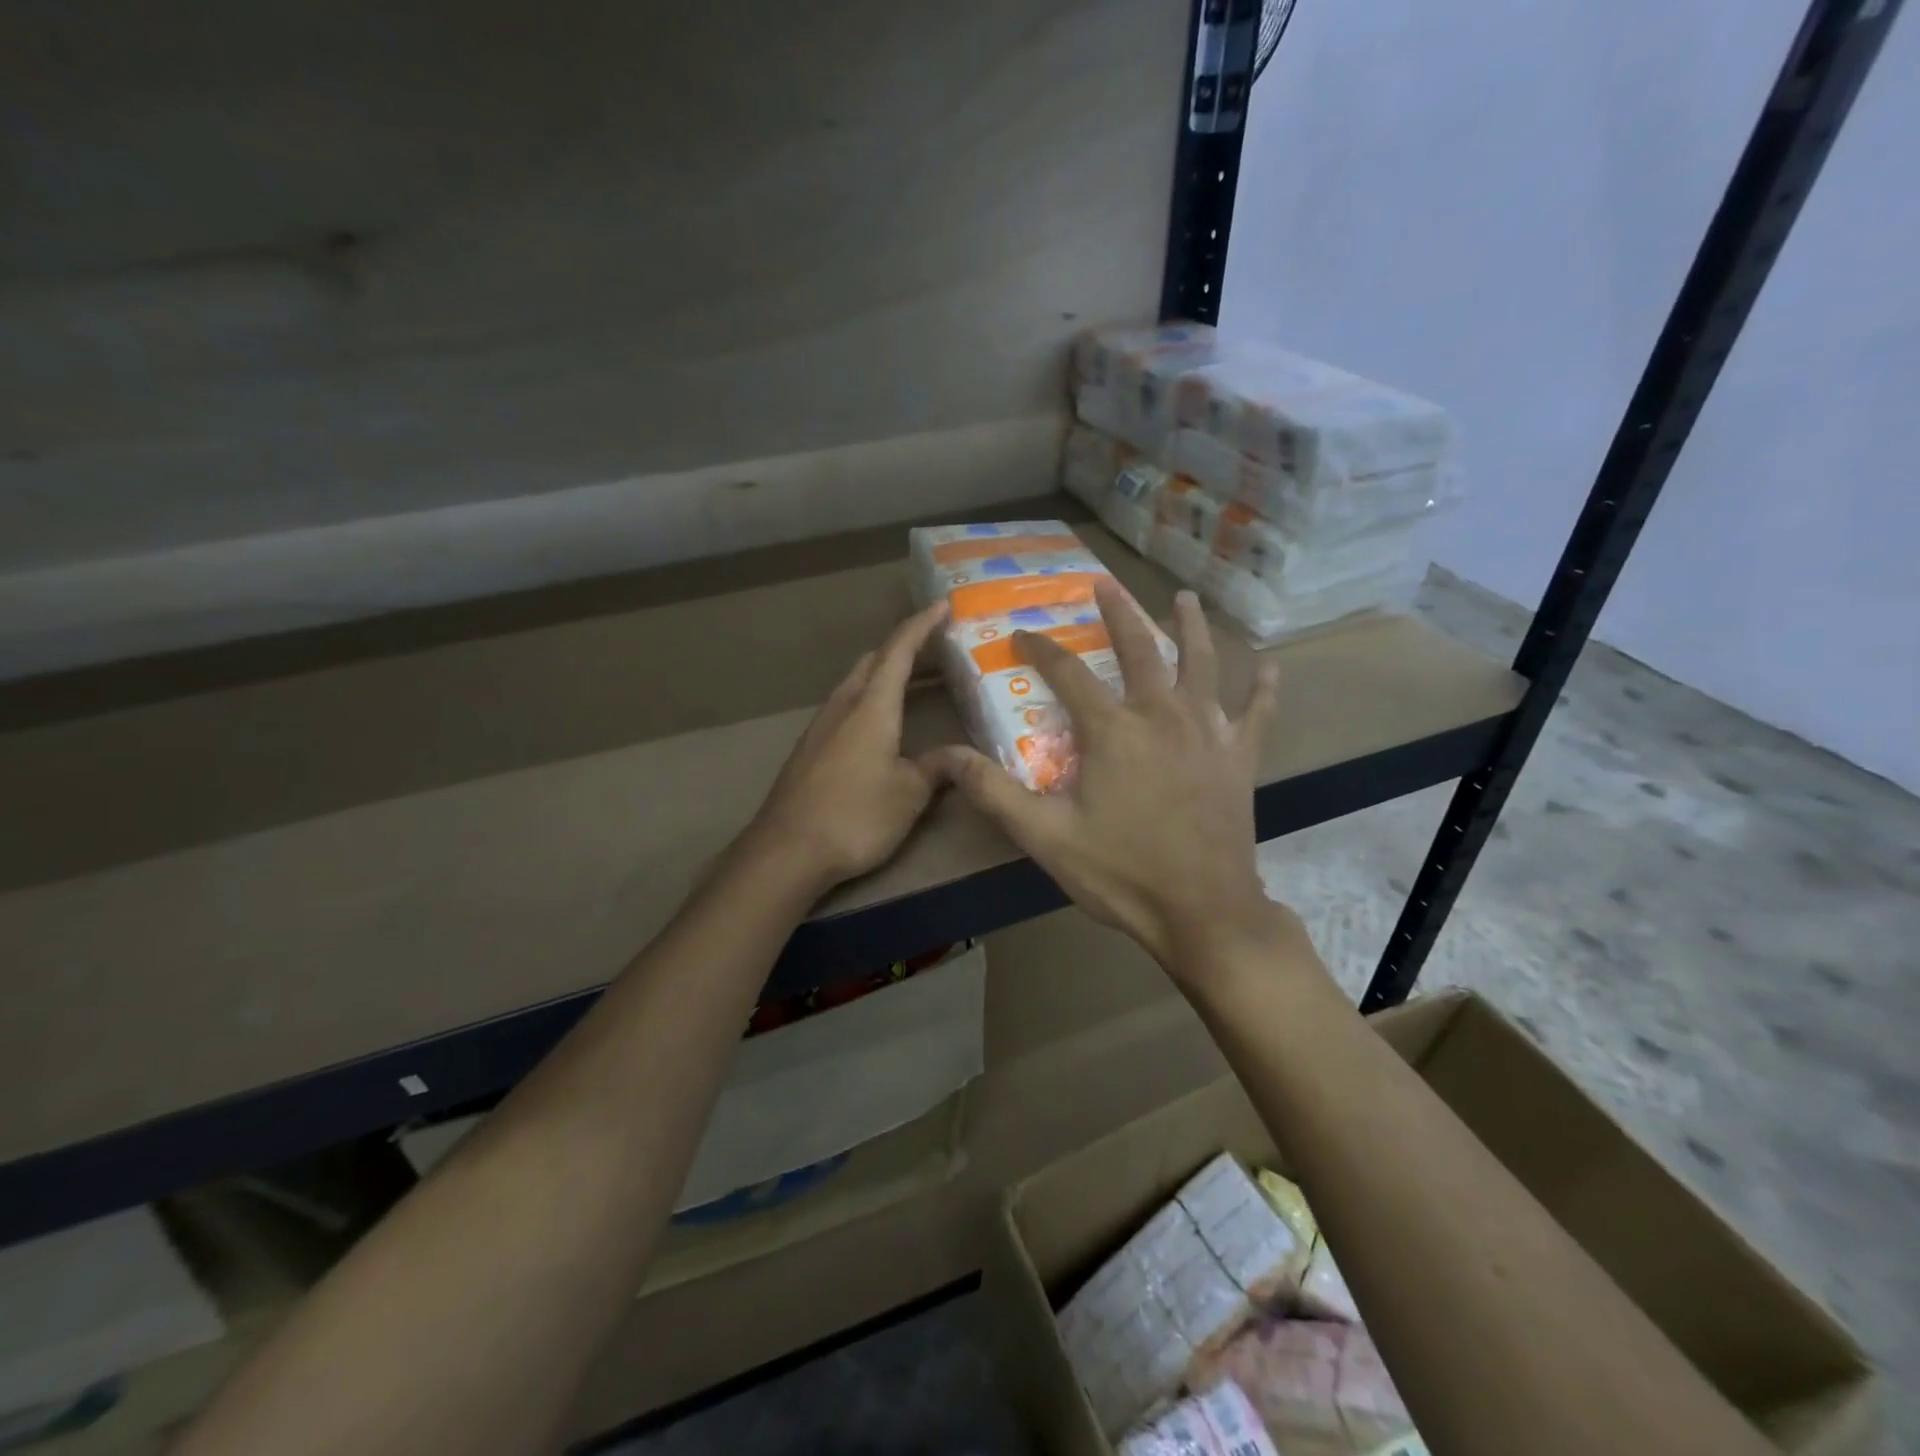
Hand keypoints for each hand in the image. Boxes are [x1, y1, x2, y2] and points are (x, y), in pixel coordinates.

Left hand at [749, 601, 949, 889]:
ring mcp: (820, 727)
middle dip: (903, 648)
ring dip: (883, 675)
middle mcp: (843, 706)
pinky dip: (868, 700)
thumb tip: (961, 756)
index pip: (898, 652)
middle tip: (935, 650)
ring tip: (913, 684)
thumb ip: (937, 767)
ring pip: (855, 684)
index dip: (921, 626)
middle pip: (872, 662)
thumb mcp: (909, 793)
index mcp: (871, 707)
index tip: (941, 606)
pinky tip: (880, 725)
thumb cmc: (855, 815)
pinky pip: (844, 708)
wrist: (787, 850)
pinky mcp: (809, 749)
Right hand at [924, 580, 1282, 973]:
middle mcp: (1162, 715)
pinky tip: (1271, 668)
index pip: (1067, 673)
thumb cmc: (1120, 872)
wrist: (1203, 912)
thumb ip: (992, 791)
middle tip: (1105, 584)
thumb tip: (944, 756)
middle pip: (1139, 649)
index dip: (1040, 649)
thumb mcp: (1044, 836)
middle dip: (1119, 614)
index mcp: (1112, 730)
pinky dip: (1263, 689)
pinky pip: (1256, 714)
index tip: (1021, 633)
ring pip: (1201, 664)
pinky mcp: (1239, 758)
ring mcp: (1208, 733)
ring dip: (1190, 628)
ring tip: (1183, 599)